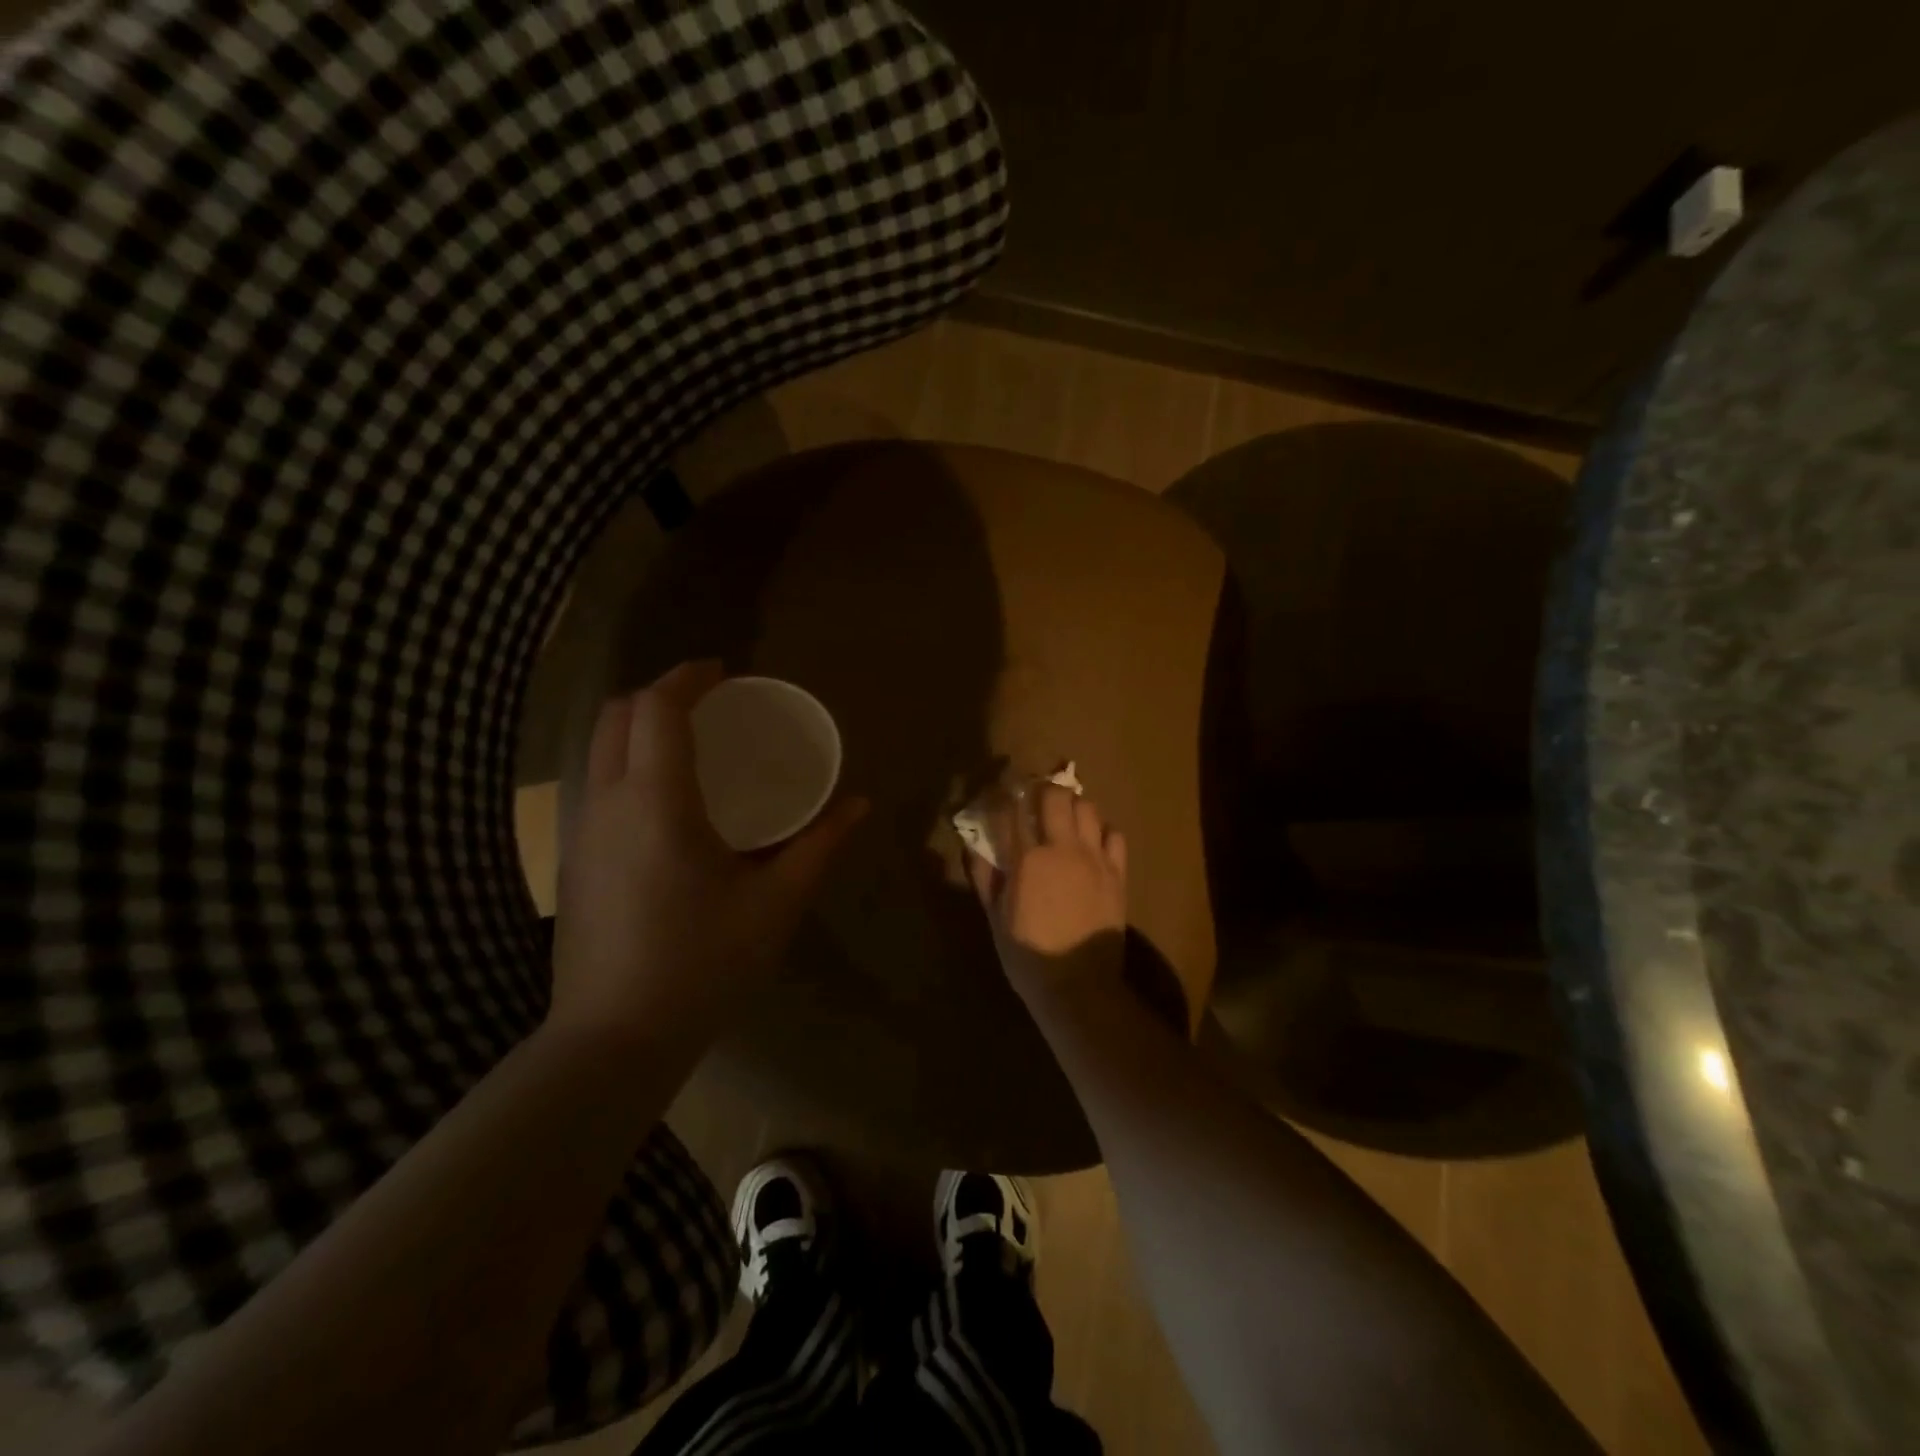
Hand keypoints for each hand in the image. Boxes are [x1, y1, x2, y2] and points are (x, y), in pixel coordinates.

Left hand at [549, 662, 865, 1045]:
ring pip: (599, 749)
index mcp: (656, 801)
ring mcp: (580, 832)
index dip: (688, 678)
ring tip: (691, 747)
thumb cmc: (703, 964)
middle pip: (616, 715)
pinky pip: (597, 784)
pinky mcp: (573, 861)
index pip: (658, 708)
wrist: (613, 1041)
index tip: (723, 672)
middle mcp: (607, 802)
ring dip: (640, 728)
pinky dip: (628, 764)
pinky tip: (667, 803)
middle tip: (709, 704)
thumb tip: (859, 805)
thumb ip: (819, 846)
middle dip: (659, 694)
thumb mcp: (775, 904)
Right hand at [967, 783, 1127, 999]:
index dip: (1003, 796)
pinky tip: (1092, 840)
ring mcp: (1093, 858)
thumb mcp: (996, 918)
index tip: (998, 793)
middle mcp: (1061, 848)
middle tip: (1033, 798)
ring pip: (1087, 807)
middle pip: (1054, 796)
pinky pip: (1114, 834)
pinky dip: (1101, 829)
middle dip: (1041, 789)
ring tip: (1063, 814)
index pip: (1011, 810)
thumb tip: (975, 847)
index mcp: (1026, 860)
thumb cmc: (1028, 956)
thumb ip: (985, 877)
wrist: (1079, 987)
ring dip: (1072, 804)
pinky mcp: (1117, 872)